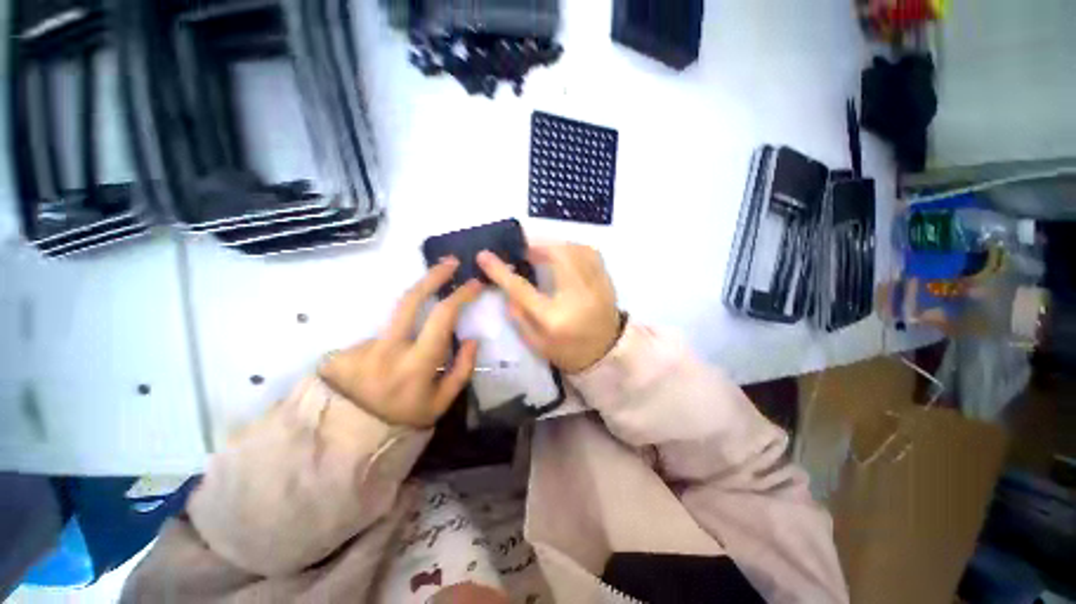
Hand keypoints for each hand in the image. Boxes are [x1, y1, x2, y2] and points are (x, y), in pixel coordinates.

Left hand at [319, 258, 481, 427]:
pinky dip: (390, 345)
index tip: (474, 282)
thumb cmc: (404, 420)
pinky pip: (379, 337)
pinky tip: (384, 368)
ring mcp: (361, 346)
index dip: (460, 295)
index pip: (442, 317)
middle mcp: (387, 349)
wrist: (349, 440)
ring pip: (396, 322)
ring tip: (405, 361)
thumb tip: (472, 339)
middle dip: (433, 275)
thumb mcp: (442, 402)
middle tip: (450, 262)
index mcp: (416, 363)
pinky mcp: (344, 349)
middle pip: (410, 299)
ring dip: (411, 327)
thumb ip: (462, 369)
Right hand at [477, 243, 620, 373]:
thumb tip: (507, 288)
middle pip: (556, 256)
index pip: (521, 289)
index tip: (484, 255)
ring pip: (575, 249)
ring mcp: (596, 286)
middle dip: (535, 246)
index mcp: (553, 318)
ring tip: (542, 251)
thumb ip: (518, 316)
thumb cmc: (568, 352)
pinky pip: (590, 253)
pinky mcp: (606, 281)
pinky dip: (574, 247)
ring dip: (555, 245)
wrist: (606, 354)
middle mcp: (576, 297)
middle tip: (523, 250)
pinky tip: (564, 253)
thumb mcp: (536, 344)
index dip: (500, 271)